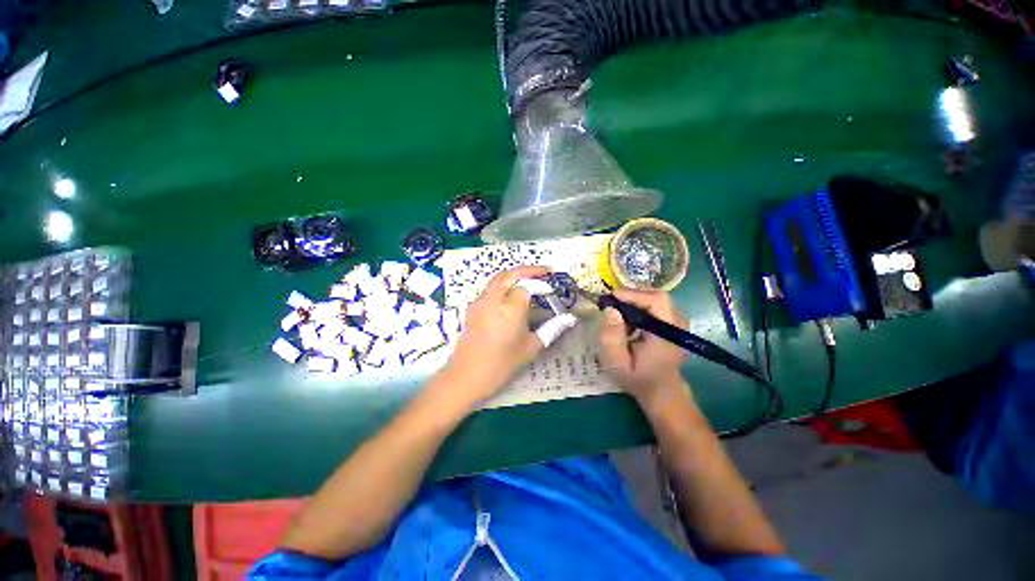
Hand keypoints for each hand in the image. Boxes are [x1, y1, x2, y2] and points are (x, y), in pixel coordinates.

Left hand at [443, 266, 549, 402]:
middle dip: (528, 270)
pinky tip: (511, 297)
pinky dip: (503, 286)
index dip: (540, 286)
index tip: (552, 289)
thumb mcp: (530, 348)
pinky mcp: (472, 308)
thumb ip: (551, 329)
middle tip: (544, 273)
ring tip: (530, 282)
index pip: (526, 287)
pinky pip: (490, 289)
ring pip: (497, 279)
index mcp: (509, 308)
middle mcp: (493, 299)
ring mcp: (479, 302)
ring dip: (514, 276)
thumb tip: (570, 318)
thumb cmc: (502, 364)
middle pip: (510, 274)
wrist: (466, 376)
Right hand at [599, 288, 689, 406]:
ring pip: (657, 299)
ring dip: (636, 301)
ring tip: (619, 311)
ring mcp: (679, 323)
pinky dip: (641, 306)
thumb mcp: (617, 363)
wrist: (662, 391)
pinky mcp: (675, 323)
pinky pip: (658, 305)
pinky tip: (630, 318)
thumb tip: (611, 309)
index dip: (634, 295)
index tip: (612, 296)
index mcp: (667, 335)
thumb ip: (612, 337)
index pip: (657, 302)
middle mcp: (678, 325)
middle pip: (658, 297)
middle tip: (612, 302)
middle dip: (633, 296)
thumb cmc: (638, 379)